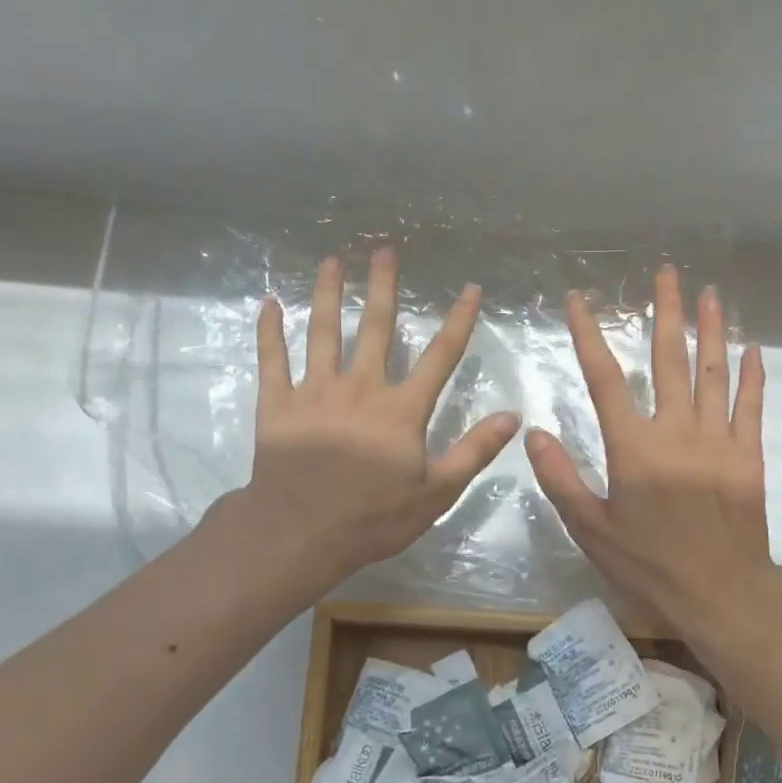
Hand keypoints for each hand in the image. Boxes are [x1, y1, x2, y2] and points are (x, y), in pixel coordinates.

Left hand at [228, 248, 519, 587]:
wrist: (300, 533)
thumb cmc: (373, 518)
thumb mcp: (436, 492)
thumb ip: (474, 451)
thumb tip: (512, 416)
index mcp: (401, 410)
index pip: (440, 357)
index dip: (459, 321)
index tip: (471, 288)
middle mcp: (360, 388)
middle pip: (374, 328)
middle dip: (382, 287)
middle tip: (383, 249)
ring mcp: (315, 392)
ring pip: (323, 332)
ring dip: (327, 294)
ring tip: (331, 261)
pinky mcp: (278, 405)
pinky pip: (272, 360)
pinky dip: (270, 331)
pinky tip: (269, 304)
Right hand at [527, 265, 775, 643]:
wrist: (721, 593)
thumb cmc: (648, 565)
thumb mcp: (591, 530)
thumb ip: (561, 479)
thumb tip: (534, 432)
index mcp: (633, 449)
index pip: (605, 380)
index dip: (588, 336)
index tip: (579, 300)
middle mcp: (676, 433)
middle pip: (668, 361)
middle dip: (664, 313)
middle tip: (666, 273)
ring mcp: (718, 441)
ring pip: (713, 373)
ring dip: (710, 331)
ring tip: (709, 294)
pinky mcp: (748, 457)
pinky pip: (750, 407)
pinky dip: (751, 377)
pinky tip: (752, 350)